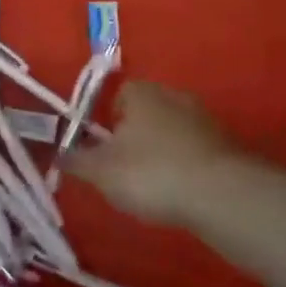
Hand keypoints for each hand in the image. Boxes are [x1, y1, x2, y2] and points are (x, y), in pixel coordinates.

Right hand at [66, 81, 239, 225]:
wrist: (220, 194)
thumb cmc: (150, 173)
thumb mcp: (100, 171)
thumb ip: (76, 160)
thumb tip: (59, 153)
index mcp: (141, 93)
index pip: (117, 95)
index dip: (106, 121)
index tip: (102, 149)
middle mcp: (174, 95)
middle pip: (146, 112)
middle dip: (134, 137)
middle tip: (124, 170)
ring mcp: (204, 118)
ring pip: (171, 131)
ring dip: (161, 152)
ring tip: (152, 185)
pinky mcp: (227, 144)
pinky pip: (194, 150)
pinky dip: (185, 166)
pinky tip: (180, 191)